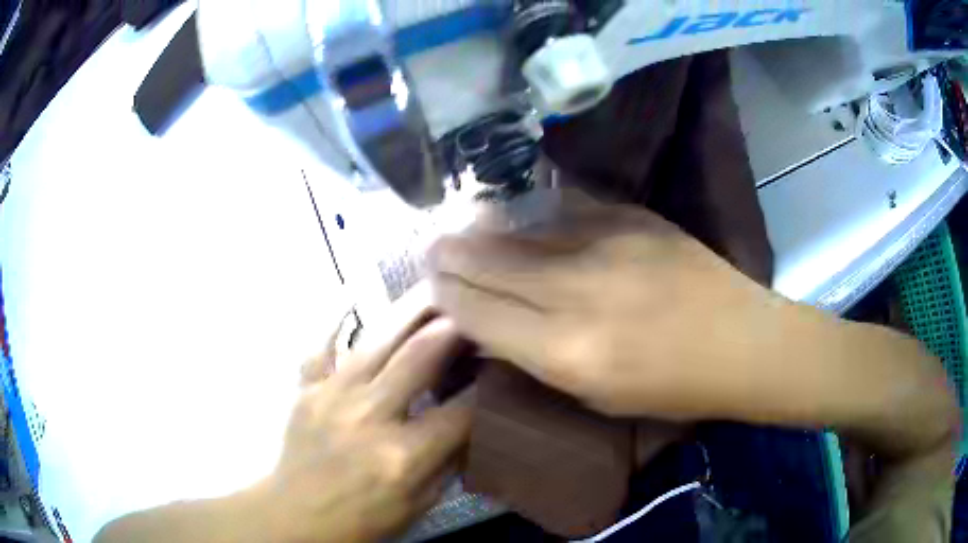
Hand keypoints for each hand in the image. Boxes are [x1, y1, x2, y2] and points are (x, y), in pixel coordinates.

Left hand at [254, 290, 471, 542]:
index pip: (464, 409)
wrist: (295, 517)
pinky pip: (323, 343)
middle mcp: (368, 417)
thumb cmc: (363, 521)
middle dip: (456, 325)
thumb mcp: (420, 504)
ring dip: (412, 309)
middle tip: (477, 301)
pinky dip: (337, 317)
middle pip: (421, 356)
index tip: (508, 356)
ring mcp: (332, 396)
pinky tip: (352, 293)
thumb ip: (450, 461)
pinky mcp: (306, 388)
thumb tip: (478, 420)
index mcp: (403, 456)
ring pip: (378, 339)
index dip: (492, 381)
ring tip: (436, 285)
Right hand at [428, 197, 783, 419]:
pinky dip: (535, 215)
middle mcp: (579, 294)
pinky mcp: (633, 218)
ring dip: (483, 231)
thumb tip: (494, 329)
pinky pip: (565, 211)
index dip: (449, 296)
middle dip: (452, 256)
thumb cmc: (674, 390)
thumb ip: (541, 360)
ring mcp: (608, 247)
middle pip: (492, 265)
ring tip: (457, 225)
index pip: (482, 314)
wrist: (742, 343)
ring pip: (522, 233)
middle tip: (429, 245)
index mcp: (569, 353)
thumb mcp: (599, 398)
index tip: (431, 284)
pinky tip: (518, 215)